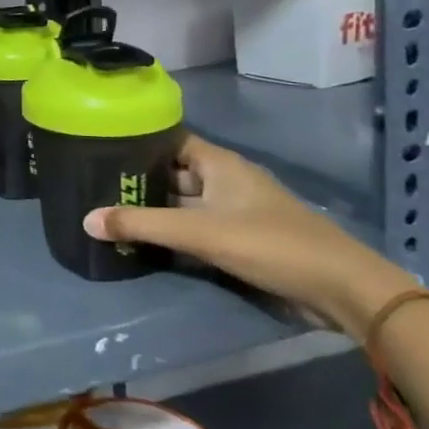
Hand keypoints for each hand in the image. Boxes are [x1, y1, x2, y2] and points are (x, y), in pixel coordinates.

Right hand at [83, 134, 413, 340]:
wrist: (342, 289)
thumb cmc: (269, 244)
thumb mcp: (198, 232)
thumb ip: (141, 225)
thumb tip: (86, 220)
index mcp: (219, 163)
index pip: (169, 139)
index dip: (137, 141)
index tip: (100, 148)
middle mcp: (227, 179)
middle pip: (174, 171)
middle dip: (140, 179)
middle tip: (96, 186)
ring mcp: (238, 209)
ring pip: (186, 201)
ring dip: (157, 207)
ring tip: (113, 212)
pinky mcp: (245, 237)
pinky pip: (199, 224)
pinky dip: (175, 229)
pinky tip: (149, 240)